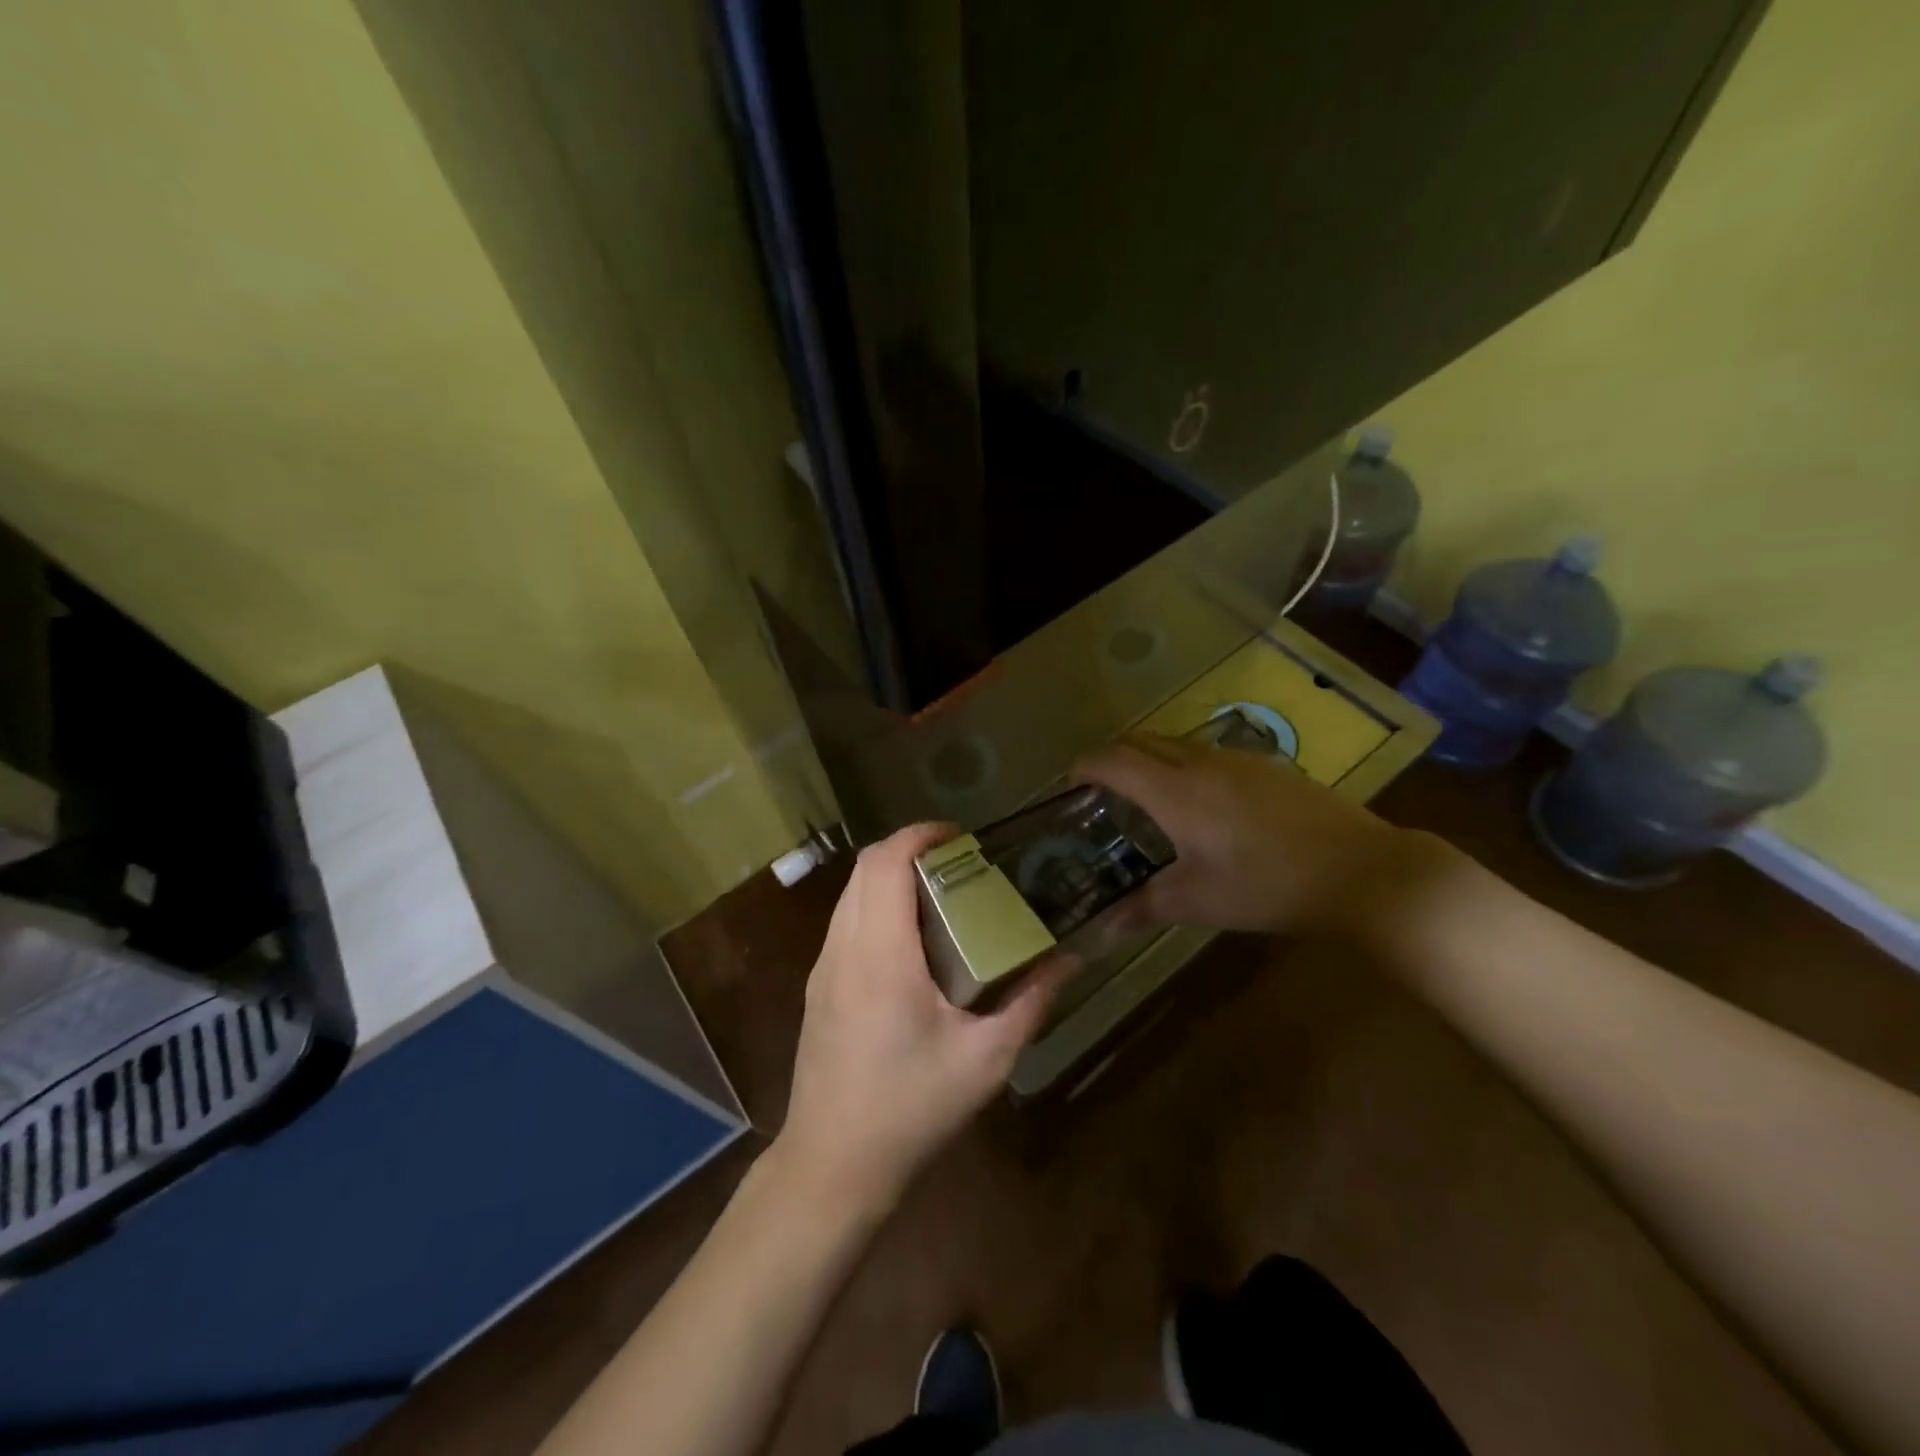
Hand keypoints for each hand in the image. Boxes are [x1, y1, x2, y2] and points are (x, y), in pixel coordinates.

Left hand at [779, 824, 1068, 1209]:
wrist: (832, 1164)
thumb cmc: (911, 1108)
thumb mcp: (985, 1060)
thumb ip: (1030, 1003)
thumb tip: (1069, 961)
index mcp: (881, 955)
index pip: (886, 863)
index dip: (919, 834)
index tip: (959, 836)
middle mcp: (843, 947)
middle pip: (865, 867)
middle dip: (908, 849)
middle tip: (958, 862)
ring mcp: (823, 966)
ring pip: (850, 892)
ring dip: (889, 876)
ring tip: (939, 893)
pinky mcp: (818, 986)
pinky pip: (844, 920)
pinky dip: (875, 904)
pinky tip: (909, 940)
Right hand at [1073, 733, 1441, 940]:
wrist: (1361, 869)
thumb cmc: (1269, 885)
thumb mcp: (1199, 902)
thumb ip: (1143, 909)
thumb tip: (1098, 932)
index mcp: (1175, 791)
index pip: (1113, 761)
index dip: (1084, 767)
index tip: (1068, 786)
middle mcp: (1200, 762)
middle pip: (1141, 741)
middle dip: (1112, 758)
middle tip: (1101, 794)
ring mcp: (1237, 758)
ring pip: (1176, 743)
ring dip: (1150, 760)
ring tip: (1147, 801)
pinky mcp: (1267, 765)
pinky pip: (1207, 753)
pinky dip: (1184, 766)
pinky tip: (1203, 806)